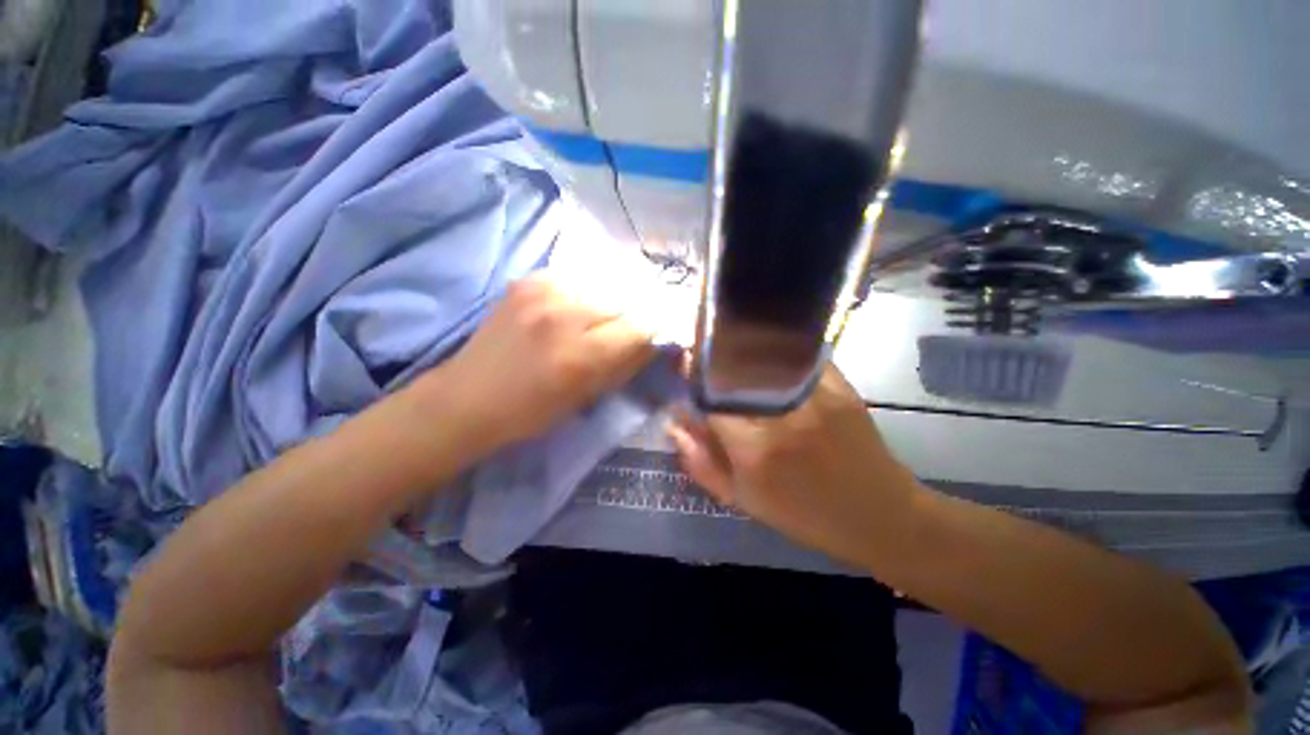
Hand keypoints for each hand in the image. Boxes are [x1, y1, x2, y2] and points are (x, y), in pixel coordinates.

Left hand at [436, 276, 657, 448]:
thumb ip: (625, 366)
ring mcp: (543, 291)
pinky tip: (571, 310)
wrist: (469, 396)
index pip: (639, 329)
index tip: (647, 342)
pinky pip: (575, 280)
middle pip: (624, 303)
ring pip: (602, 287)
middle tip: (621, 334)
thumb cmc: (531, 412)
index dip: (649, 336)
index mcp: (579, 354)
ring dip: (607, 306)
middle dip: (630, 319)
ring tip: (595, 322)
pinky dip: (582, 295)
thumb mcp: (587, 398)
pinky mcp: (529, 281)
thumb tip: (652, 343)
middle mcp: (564, 314)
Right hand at [667, 363, 921, 565]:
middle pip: (735, 365)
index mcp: (754, 448)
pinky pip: (798, 353)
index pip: (709, 395)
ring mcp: (815, 395)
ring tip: (731, 347)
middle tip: (705, 353)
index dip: (693, 375)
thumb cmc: (805, 515)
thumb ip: (701, 461)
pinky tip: (767, 351)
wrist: (879, 515)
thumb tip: (674, 423)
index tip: (685, 365)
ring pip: (765, 352)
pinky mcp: (840, 386)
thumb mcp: (743, 499)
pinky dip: (777, 347)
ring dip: (741, 345)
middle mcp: (781, 415)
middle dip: (713, 353)